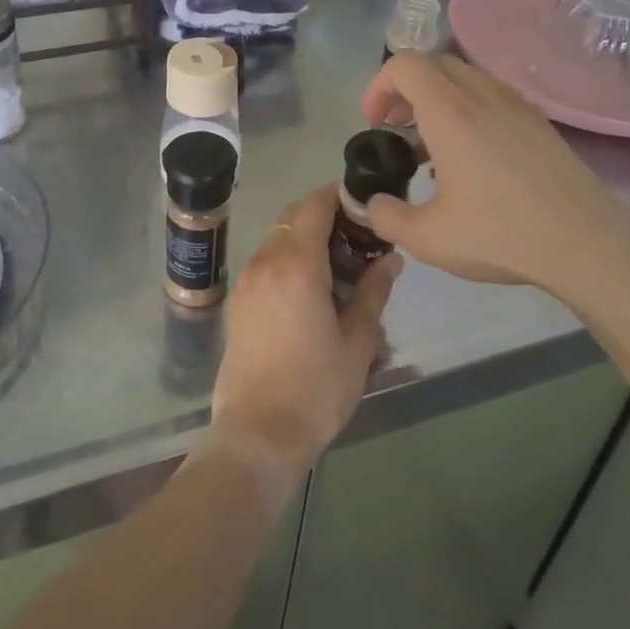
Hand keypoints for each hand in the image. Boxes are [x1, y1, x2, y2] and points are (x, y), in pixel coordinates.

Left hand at [209, 184, 401, 480]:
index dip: (339, 195)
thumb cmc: (316, 388)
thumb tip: (391, 259)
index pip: (315, 205)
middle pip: (294, 217)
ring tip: (340, 264)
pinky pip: (266, 262)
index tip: (365, 203)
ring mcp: (247, 280)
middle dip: (325, 215)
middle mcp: (265, 261)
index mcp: (296, 264)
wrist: (258, 433)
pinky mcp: (238, 302)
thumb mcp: (358, 341)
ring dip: (306, 238)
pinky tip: (312, 288)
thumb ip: (374, 292)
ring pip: (278, 238)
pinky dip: (289, 258)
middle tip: (359, 235)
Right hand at [360, 51, 629, 296]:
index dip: (378, 86)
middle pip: (433, 65)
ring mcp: (516, 105)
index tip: (375, 123)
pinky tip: (474, 160)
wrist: (587, 243)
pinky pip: (492, 96)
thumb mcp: (428, 238)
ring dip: (438, 98)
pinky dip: (469, 110)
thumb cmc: (502, 234)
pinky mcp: (539, 122)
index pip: (404, 64)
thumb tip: (373, 204)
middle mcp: (482, 95)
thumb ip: (387, 217)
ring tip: (433, 146)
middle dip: (405, 90)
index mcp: (449, 112)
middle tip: (397, 129)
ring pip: (465, 78)